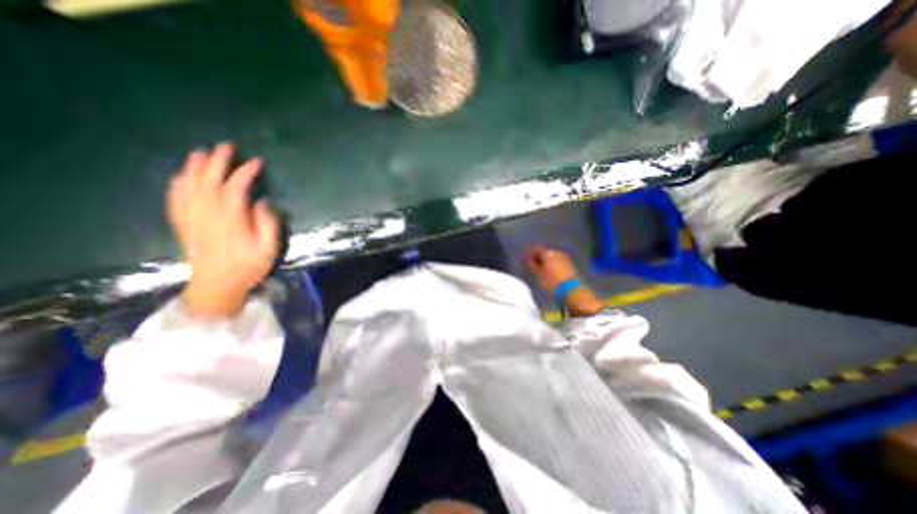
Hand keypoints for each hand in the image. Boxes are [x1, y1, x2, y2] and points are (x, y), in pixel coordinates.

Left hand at [166, 140, 278, 317]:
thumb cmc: (248, 266)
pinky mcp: (183, 224)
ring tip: (201, 153)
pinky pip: (175, 199)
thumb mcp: (268, 248)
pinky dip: (177, 184)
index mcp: (230, 219)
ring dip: (194, 168)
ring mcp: (191, 218)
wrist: (217, 285)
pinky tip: (180, 176)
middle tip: (226, 146)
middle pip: (208, 181)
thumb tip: (262, 203)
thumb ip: (267, 224)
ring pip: (188, 186)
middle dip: (218, 162)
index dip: (245, 173)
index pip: (235, 188)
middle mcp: (206, 214)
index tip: (257, 162)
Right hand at [523, 245, 602, 316]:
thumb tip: (528, 258)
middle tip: (533, 266)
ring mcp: (565, 258)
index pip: (536, 250)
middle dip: (539, 258)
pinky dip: (553, 266)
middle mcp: (557, 253)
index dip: (530, 254)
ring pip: (552, 258)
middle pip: (545, 253)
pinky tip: (551, 272)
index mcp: (548, 253)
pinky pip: (558, 262)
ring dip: (546, 262)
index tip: (525, 259)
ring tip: (542, 270)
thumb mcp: (538, 274)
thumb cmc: (551, 282)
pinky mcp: (571, 265)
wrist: (572, 290)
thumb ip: (532, 265)